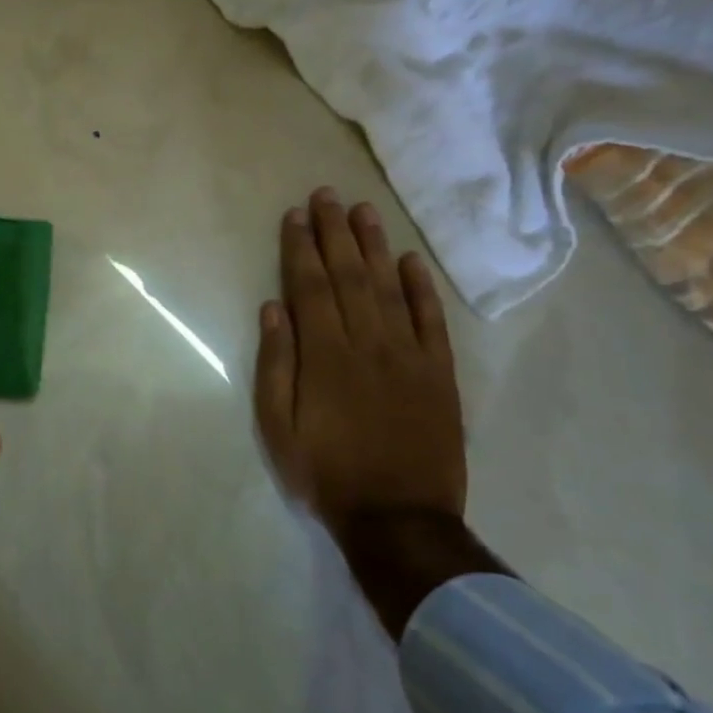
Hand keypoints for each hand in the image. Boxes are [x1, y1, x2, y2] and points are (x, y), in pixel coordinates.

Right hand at [254, 189, 465, 536]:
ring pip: (389, 287)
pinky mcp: (439, 373)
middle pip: (349, 275)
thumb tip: (273, 309)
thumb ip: (275, 365)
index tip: (294, 215)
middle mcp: (368, 343)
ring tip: (362, 210)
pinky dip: (421, 287)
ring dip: (374, 245)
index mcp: (324, 355)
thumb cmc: (325, 473)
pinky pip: (431, 320)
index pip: (310, 286)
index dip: (300, 248)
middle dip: (334, 232)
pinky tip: (409, 260)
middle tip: (326, 194)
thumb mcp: (278, 428)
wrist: (399, 518)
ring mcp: (409, 355)